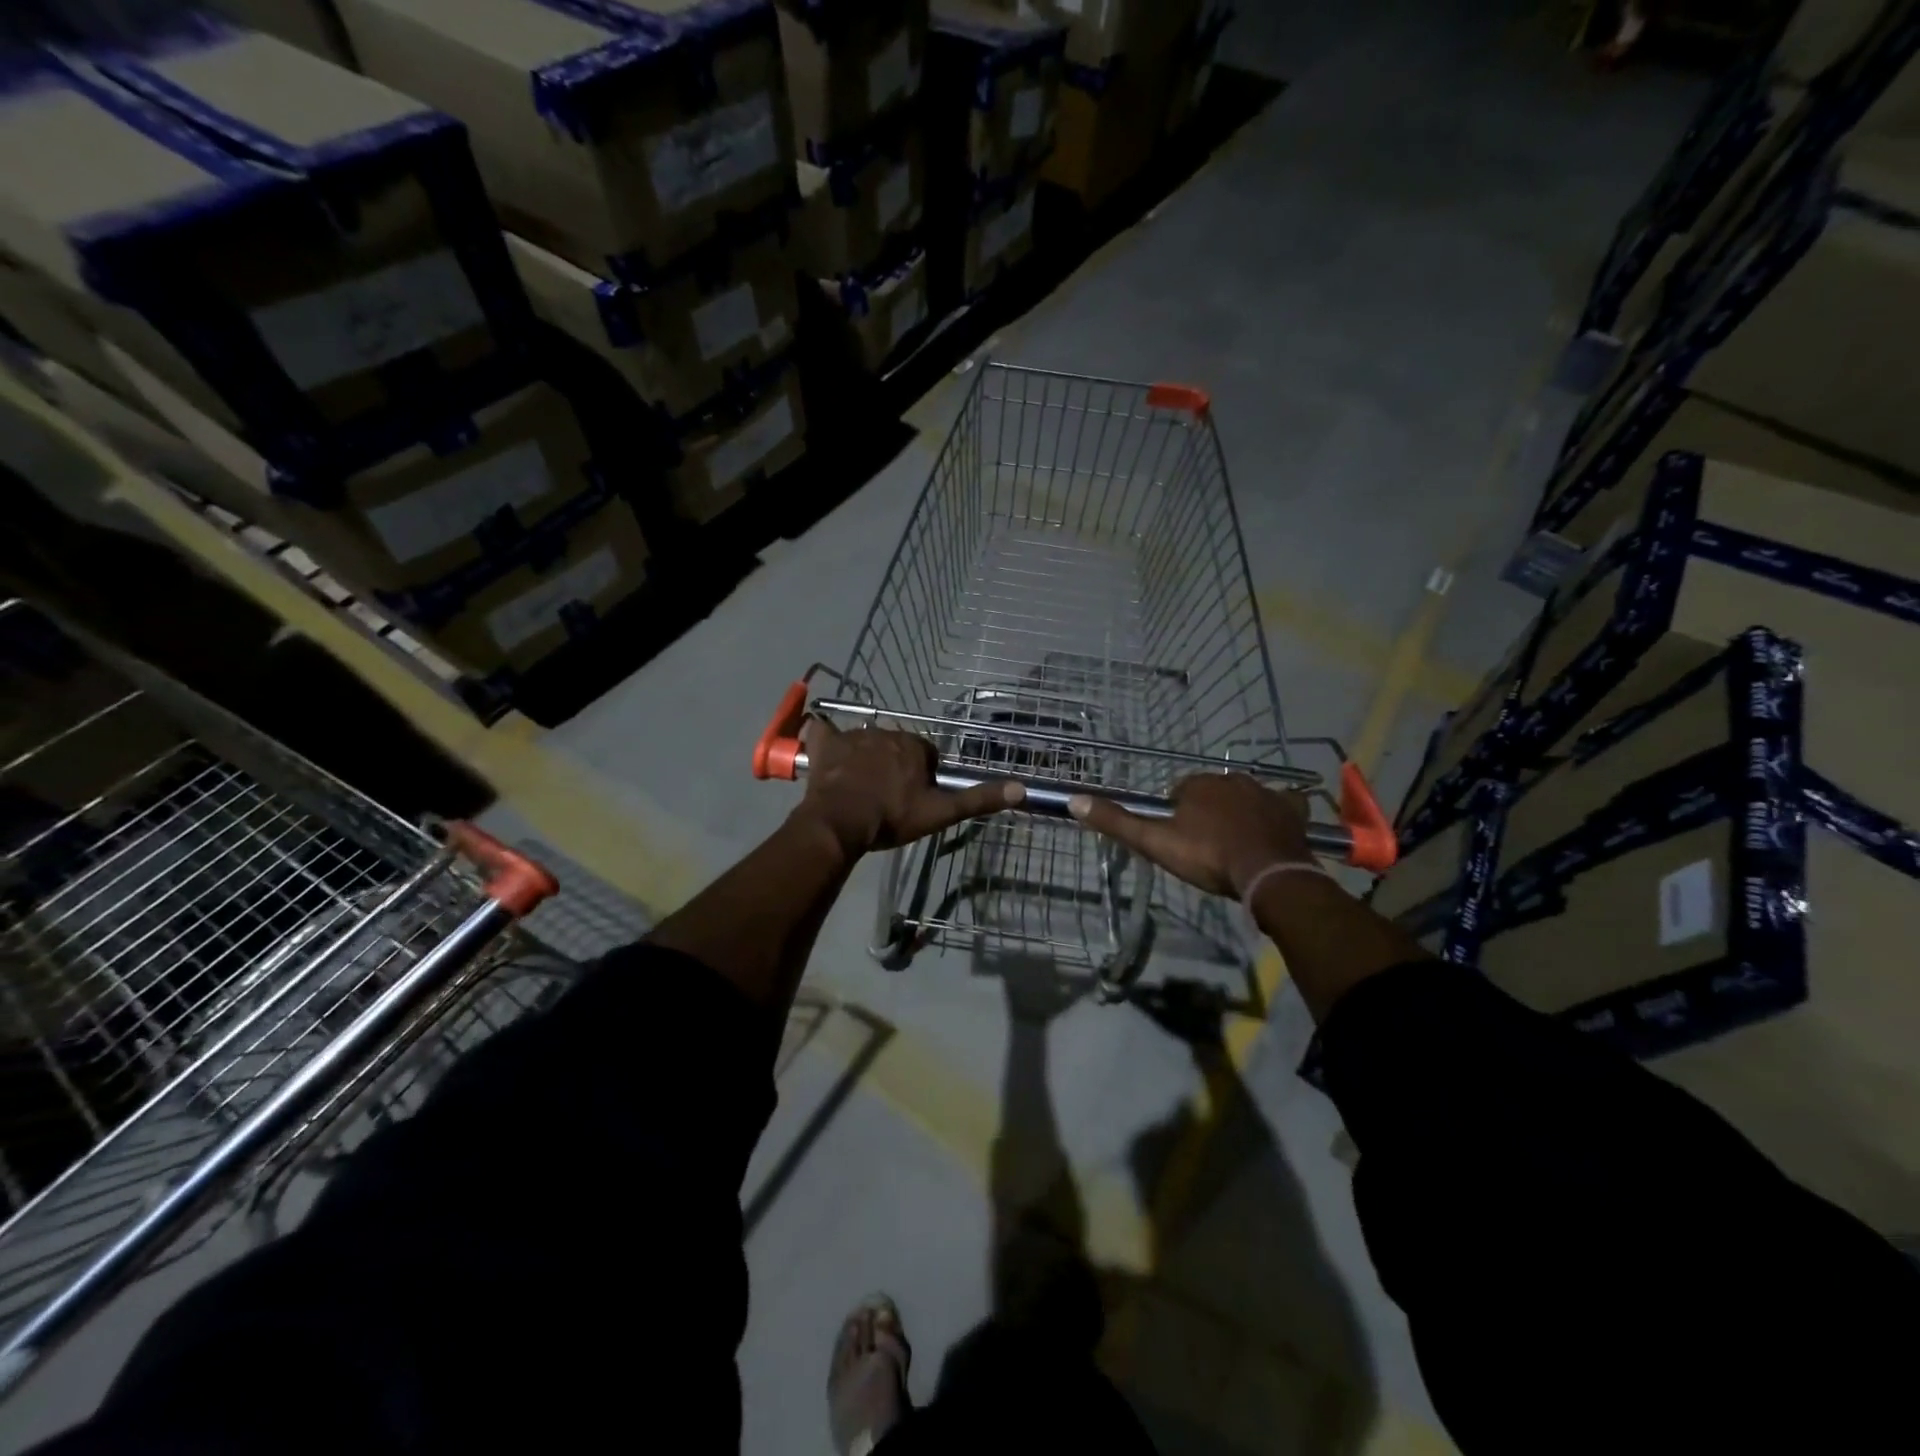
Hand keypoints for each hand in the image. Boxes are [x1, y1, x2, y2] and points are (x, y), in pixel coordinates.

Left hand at [796, 718, 1023, 860]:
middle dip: (894, 765)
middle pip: (896, 747)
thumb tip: (1022, 789)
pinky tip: (822, 743)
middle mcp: (886, 733)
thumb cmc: (892, 817)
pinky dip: (823, 736)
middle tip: (887, 796)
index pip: (926, 755)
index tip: (913, 798)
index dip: (922, 776)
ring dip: (865, 757)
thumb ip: (978, 799)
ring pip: (865, 742)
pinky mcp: (825, 744)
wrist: (841, 822)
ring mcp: (853, 736)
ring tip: (858, 788)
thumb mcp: (940, 812)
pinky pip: (823, 731)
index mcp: (914, 746)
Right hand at [1068, 774, 1313, 897]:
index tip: (1179, 839)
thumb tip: (1074, 800)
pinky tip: (1274, 825)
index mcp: (1198, 785)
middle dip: (1207, 811)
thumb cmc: (1208, 856)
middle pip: (1212, 792)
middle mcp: (1232, 780)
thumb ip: (1118, 823)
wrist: (1268, 873)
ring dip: (1238, 812)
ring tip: (1235, 843)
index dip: (1176, 814)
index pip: (1179, 792)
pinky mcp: (1291, 809)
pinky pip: (1283, 802)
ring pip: (1245, 796)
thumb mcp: (1156, 842)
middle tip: (1205, 845)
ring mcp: (1265, 792)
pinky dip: (1278, 811)